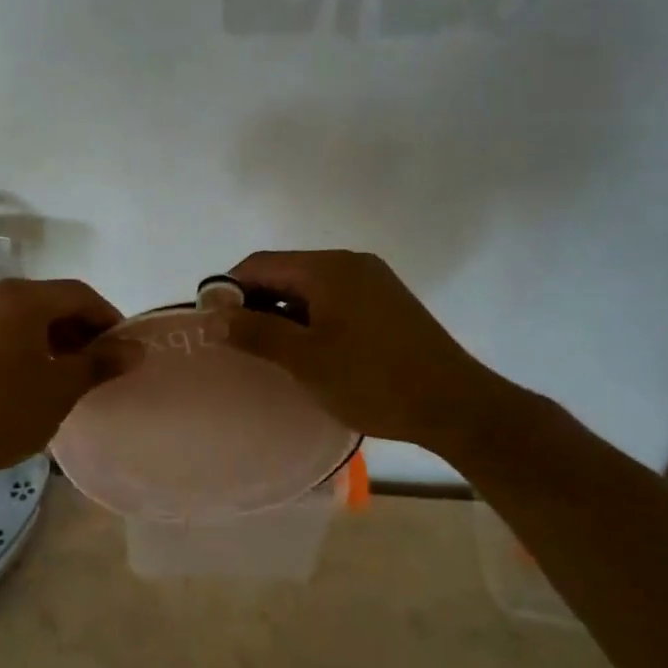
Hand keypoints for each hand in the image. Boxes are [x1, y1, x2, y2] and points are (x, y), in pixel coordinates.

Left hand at [0, 277, 122, 483]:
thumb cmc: (2, 410)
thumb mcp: (61, 388)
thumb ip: (100, 363)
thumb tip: (136, 349)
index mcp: (22, 297)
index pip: (80, 294)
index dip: (109, 318)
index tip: (124, 349)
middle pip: (51, 301)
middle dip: (81, 330)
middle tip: (99, 365)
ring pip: (26, 317)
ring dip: (54, 339)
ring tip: (69, 376)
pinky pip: (2, 330)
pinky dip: (27, 346)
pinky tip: (32, 378)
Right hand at [223, 250, 489, 451]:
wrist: (455, 404)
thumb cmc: (372, 380)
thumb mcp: (305, 359)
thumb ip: (256, 332)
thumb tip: (214, 317)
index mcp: (327, 268)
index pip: (260, 264)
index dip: (229, 290)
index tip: (213, 325)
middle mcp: (350, 263)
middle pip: (286, 272)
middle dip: (256, 303)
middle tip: (238, 344)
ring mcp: (374, 282)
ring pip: (310, 289)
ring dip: (283, 313)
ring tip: (269, 352)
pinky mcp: (387, 303)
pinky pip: (334, 301)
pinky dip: (311, 319)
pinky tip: (308, 351)